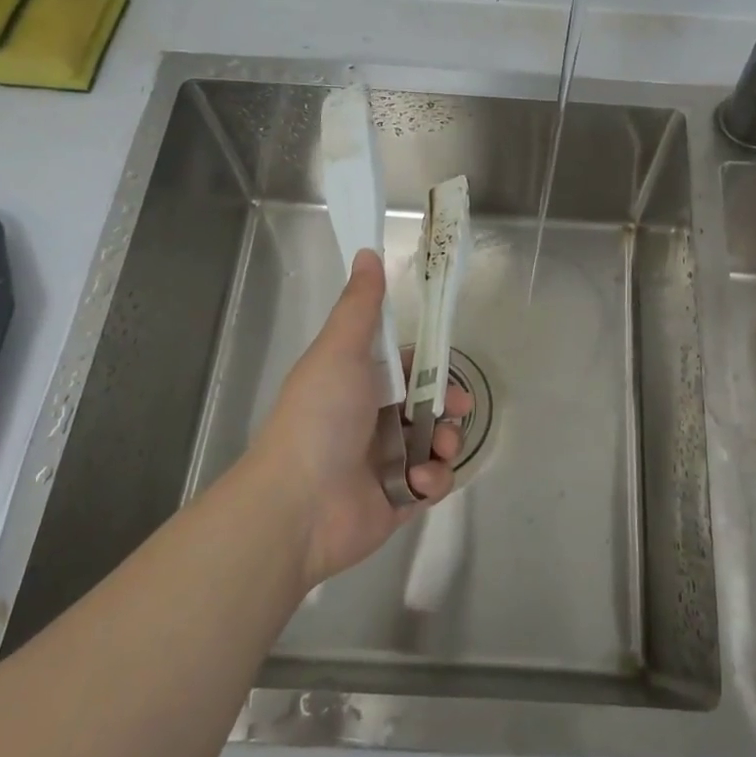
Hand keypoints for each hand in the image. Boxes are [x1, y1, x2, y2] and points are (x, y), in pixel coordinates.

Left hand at [245, 250, 468, 589]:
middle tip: (456, 411)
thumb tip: (369, 251)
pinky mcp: (397, 501)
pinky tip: (418, 483)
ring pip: (436, 444)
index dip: (431, 367)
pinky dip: (432, 481)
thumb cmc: (321, 417)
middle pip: (428, 406)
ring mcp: (385, 464)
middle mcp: (372, 421)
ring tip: (437, 452)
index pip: (407, 369)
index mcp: (359, 384)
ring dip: (445, 444)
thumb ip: (360, 306)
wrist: (298, 505)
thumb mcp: (340, 350)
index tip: (449, 371)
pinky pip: (432, 484)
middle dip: (448, 406)